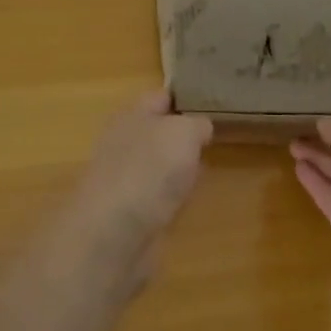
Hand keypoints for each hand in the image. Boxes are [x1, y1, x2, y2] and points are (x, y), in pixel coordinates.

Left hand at [71, 91, 213, 253]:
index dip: (185, 97)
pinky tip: (188, 200)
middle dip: (184, 134)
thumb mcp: (184, 132)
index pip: (161, 97)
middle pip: (159, 131)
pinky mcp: (130, 212)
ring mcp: (126, 178)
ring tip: (207, 166)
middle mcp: (124, 142)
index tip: (214, 102)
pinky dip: (173, 197)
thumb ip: (197, 124)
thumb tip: (200, 129)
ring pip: (160, 164)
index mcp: (131, 115)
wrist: (115, 233)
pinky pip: (158, 195)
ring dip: (179, 167)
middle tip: (215, 136)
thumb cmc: (149, 169)